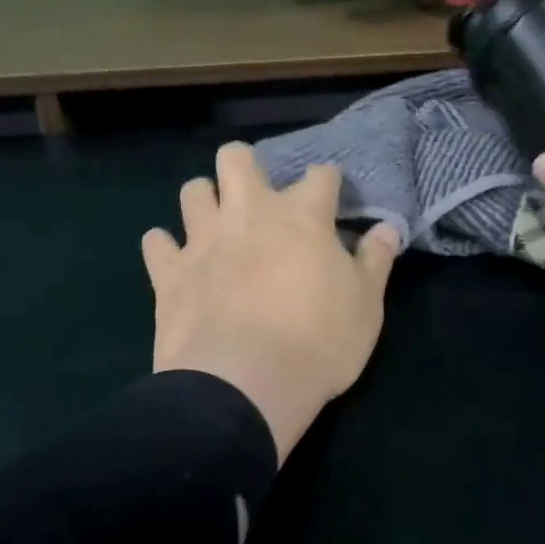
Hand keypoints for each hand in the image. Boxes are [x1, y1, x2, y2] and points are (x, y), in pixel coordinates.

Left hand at [142, 143, 401, 462]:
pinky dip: (165, 248)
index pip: (321, 175)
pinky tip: (177, 262)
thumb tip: (388, 228)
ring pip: (192, 191)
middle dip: (245, 166)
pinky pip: (155, 242)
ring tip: (216, 225)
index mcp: (301, 216)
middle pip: (236, 158)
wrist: (243, 385)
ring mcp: (203, 240)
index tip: (332, 199)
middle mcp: (248, 213)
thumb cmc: (318, 343)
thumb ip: (375, 261)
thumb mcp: (366, 306)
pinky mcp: (169, 272)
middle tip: (257, 198)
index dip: (329, 182)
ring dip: (205, 201)